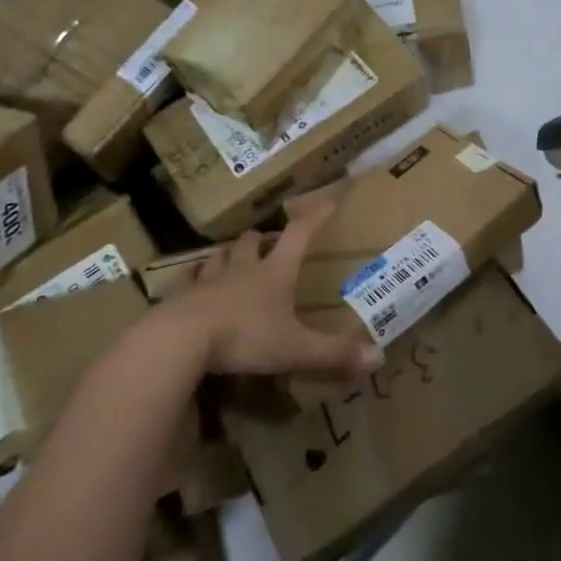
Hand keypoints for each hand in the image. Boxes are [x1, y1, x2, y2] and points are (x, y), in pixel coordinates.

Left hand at [167, 204, 384, 379]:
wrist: (180, 340)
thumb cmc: (244, 337)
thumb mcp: (295, 349)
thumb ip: (334, 354)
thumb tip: (379, 358)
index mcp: (274, 273)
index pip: (298, 235)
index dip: (314, 218)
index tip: (327, 202)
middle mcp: (242, 269)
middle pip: (251, 241)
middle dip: (262, 238)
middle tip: (269, 241)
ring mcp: (208, 281)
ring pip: (219, 255)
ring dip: (229, 253)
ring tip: (233, 256)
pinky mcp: (180, 298)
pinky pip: (188, 281)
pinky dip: (195, 279)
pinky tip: (194, 285)